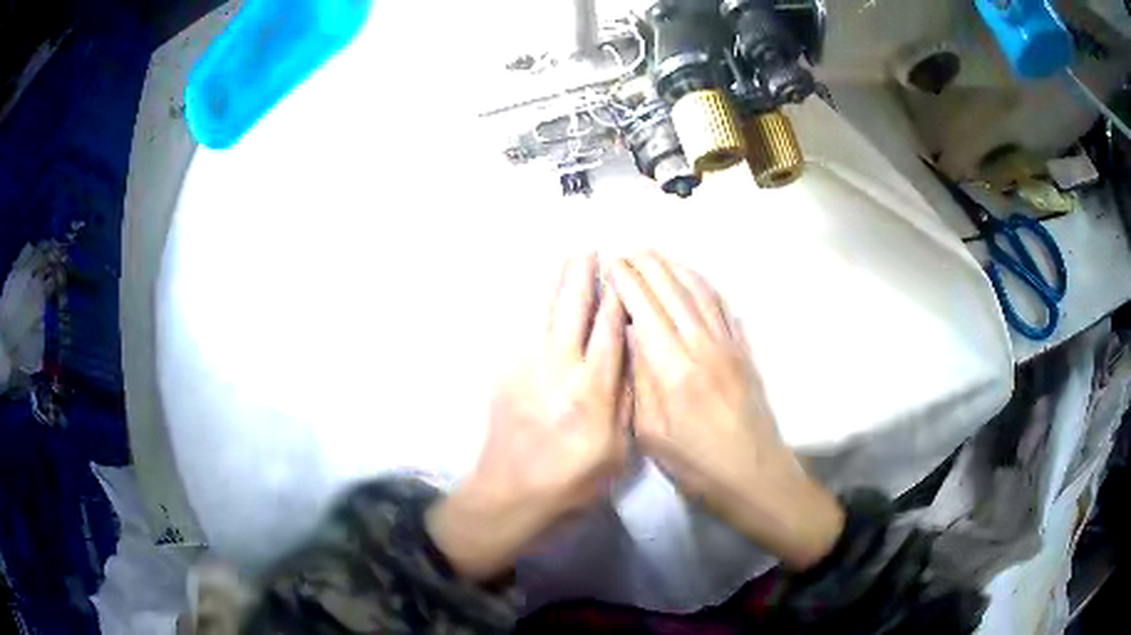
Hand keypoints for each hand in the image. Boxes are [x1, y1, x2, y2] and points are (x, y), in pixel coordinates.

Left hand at [427, 254, 628, 580]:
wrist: (510, 493)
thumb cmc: (572, 480)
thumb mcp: (617, 452)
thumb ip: (624, 400)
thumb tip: (628, 355)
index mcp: (593, 389)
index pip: (609, 330)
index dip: (617, 298)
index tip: (623, 275)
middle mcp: (561, 368)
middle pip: (576, 309)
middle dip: (586, 276)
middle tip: (594, 250)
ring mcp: (528, 365)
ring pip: (547, 311)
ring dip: (560, 281)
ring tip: (571, 258)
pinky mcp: (506, 370)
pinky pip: (524, 327)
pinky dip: (537, 304)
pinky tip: (544, 293)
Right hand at [610, 253, 843, 569]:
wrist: (752, 474)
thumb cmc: (695, 463)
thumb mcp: (651, 432)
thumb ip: (639, 380)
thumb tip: (630, 336)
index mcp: (672, 368)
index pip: (645, 308)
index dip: (626, 281)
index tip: (610, 263)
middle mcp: (701, 345)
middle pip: (671, 290)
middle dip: (647, 265)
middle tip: (628, 250)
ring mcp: (727, 344)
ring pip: (698, 292)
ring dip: (675, 267)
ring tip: (655, 255)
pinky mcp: (743, 350)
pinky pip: (722, 306)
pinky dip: (704, 284)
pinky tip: (693, 278)